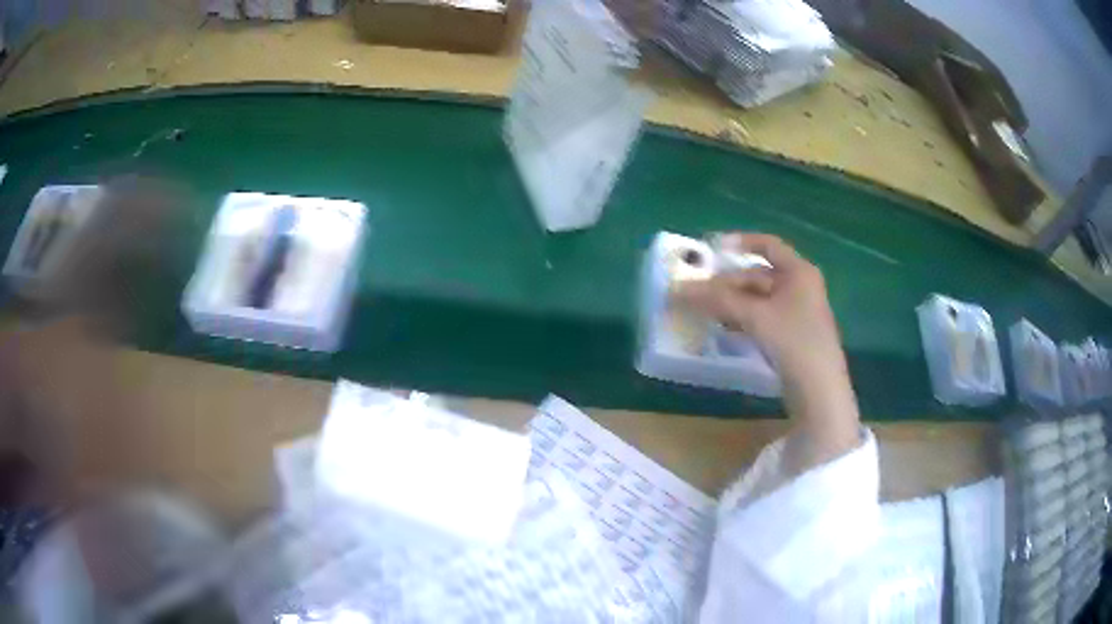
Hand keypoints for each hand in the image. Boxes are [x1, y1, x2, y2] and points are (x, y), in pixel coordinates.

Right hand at [675, 233, 860, 469]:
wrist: (819, 392)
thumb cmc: (794, 342)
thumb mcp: (755, 316)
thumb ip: (718, 300)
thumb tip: (678, 289)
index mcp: (799, 272)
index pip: (767, 245)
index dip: (739, 242)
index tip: (710, 249)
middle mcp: (800, 287)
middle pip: (758, 275)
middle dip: (727, 282)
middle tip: (696, 290)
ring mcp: (796, 313)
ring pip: (757, 299)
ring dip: (731, 302)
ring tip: (703, 310)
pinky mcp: (791, 336)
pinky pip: (761, 318)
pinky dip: (741, 319)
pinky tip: (722, 329)